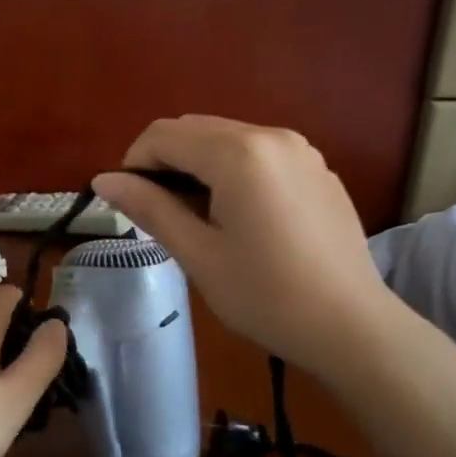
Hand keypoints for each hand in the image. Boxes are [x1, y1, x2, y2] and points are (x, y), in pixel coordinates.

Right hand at [94, 116, 391, 373]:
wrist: (351, 326)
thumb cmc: (265, 295)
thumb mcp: (198, 254)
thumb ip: (150, 208)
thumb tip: (103, 180)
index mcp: (238, 153)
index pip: (163, 136)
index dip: (134, 164)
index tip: (129, 204)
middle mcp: (271, 135)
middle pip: (195, 129)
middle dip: (165, 163)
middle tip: (159, 214)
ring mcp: (301, 150)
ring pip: (228, 140)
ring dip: (198, 167)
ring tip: (197, 218)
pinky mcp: (318, 170)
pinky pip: (260, 155)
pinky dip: (233, 172)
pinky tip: (240, 218)